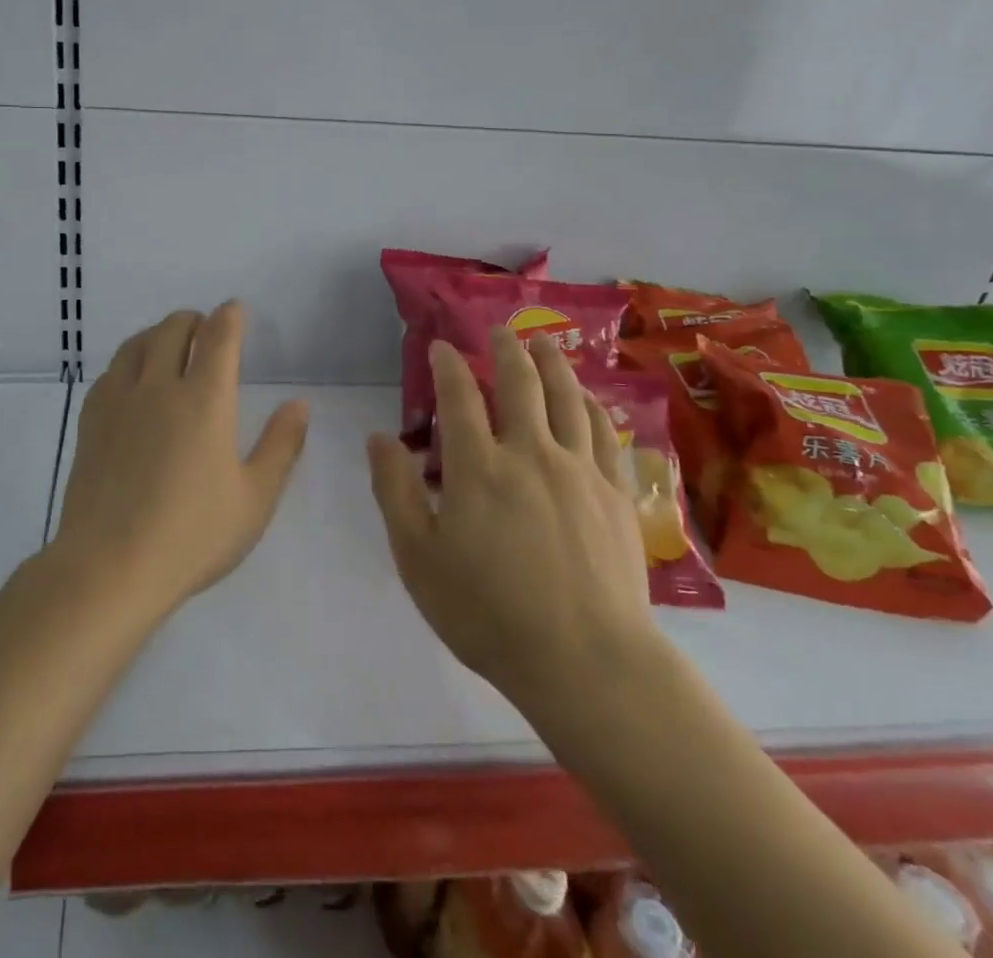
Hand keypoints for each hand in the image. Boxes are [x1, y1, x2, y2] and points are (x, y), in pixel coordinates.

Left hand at [52, 302, 309, 623]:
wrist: (110, 566)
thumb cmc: (192, 535)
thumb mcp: (254, 498)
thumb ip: (281, 446)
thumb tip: (299, 404)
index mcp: (205, 399)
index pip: (218, 337)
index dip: (230, 317)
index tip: (235, 311)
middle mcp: (160, 386)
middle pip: (174, 328)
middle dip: (194, 320)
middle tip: (205, 331)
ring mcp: (119, 401)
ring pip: (137, 343)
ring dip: (158, 334)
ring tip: (169, 346)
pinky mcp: (91, 421)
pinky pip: (110, 371)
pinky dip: (129, 361)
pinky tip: (132, 380)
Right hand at [368, 328, 660, 717]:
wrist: (587, 662)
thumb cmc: (489, 614)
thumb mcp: (418, 559)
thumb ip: (395, 492)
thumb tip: (378, 438)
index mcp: (478, 467)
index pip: (458, 397)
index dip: (448, 365)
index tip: (442, 347)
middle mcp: (530, 453)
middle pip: (519, 383)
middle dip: (506, 349)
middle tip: (499, 329)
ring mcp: (579, 470)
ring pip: (566, 398)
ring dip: (552, 364)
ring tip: (543, 344)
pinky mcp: (614, 493)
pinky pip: (603, 432)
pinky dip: (590, 405)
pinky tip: (586, 398)